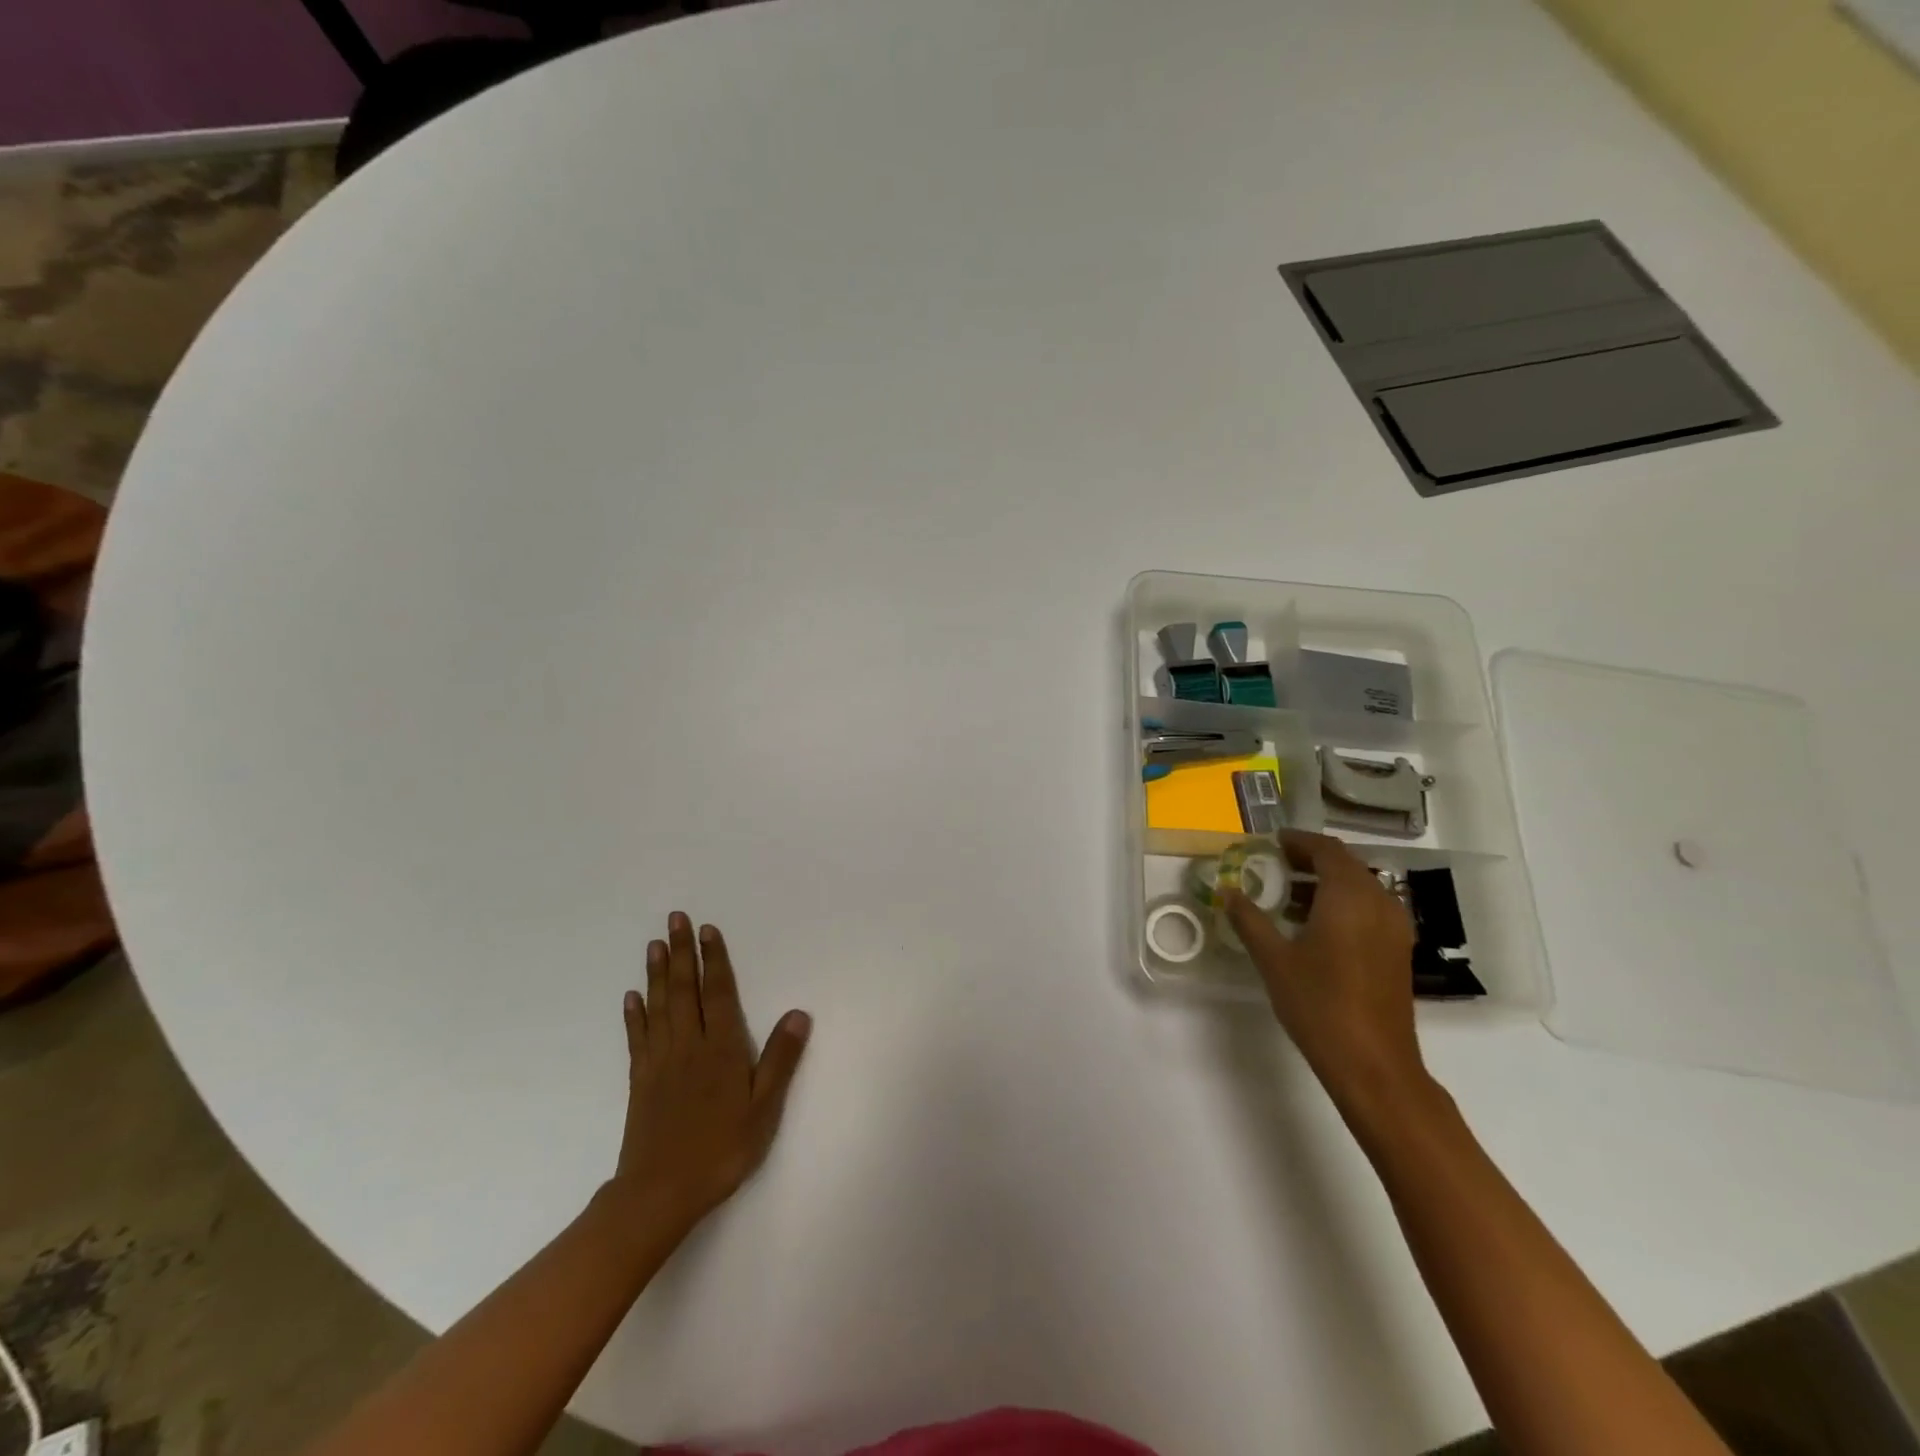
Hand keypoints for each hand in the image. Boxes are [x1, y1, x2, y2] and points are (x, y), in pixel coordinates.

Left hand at [612, 912, 811, 1238]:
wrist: (661, 1192)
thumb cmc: (722, 1149)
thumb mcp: (764, 1108)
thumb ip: (780, 1059)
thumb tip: (799, 1013)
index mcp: (721, 1048)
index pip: (719, 993)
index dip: (715, 959)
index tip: (707, 930)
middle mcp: (689, 1045)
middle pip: (685, 989)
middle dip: (681, 952)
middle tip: (675, 918)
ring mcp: (661, 1061)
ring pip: (659, 1006)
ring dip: (657, 973)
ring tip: (655, 944)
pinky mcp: (640, 1080)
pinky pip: (638, 1038)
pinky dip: (635, 1014)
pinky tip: (632, 997)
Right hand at [1225, 830, 1429, 1118]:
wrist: (1373, 1065)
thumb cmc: (1319, 1004)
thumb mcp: (1273, 959)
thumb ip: (1249, 919)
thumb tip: (1228, 892)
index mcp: (1350, 896)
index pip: (1326, 849)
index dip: (1298, 841)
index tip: (1270, 842)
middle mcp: (1380, 903)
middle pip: (1345, 865)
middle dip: (1309, 860)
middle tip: (1273, 865)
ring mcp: (1394, 928)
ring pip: (1359, 887)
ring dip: (1325, 883)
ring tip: (1285, 895)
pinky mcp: (1397, 951)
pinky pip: (1368, 909)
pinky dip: (1340, 904)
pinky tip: (1312, 926)